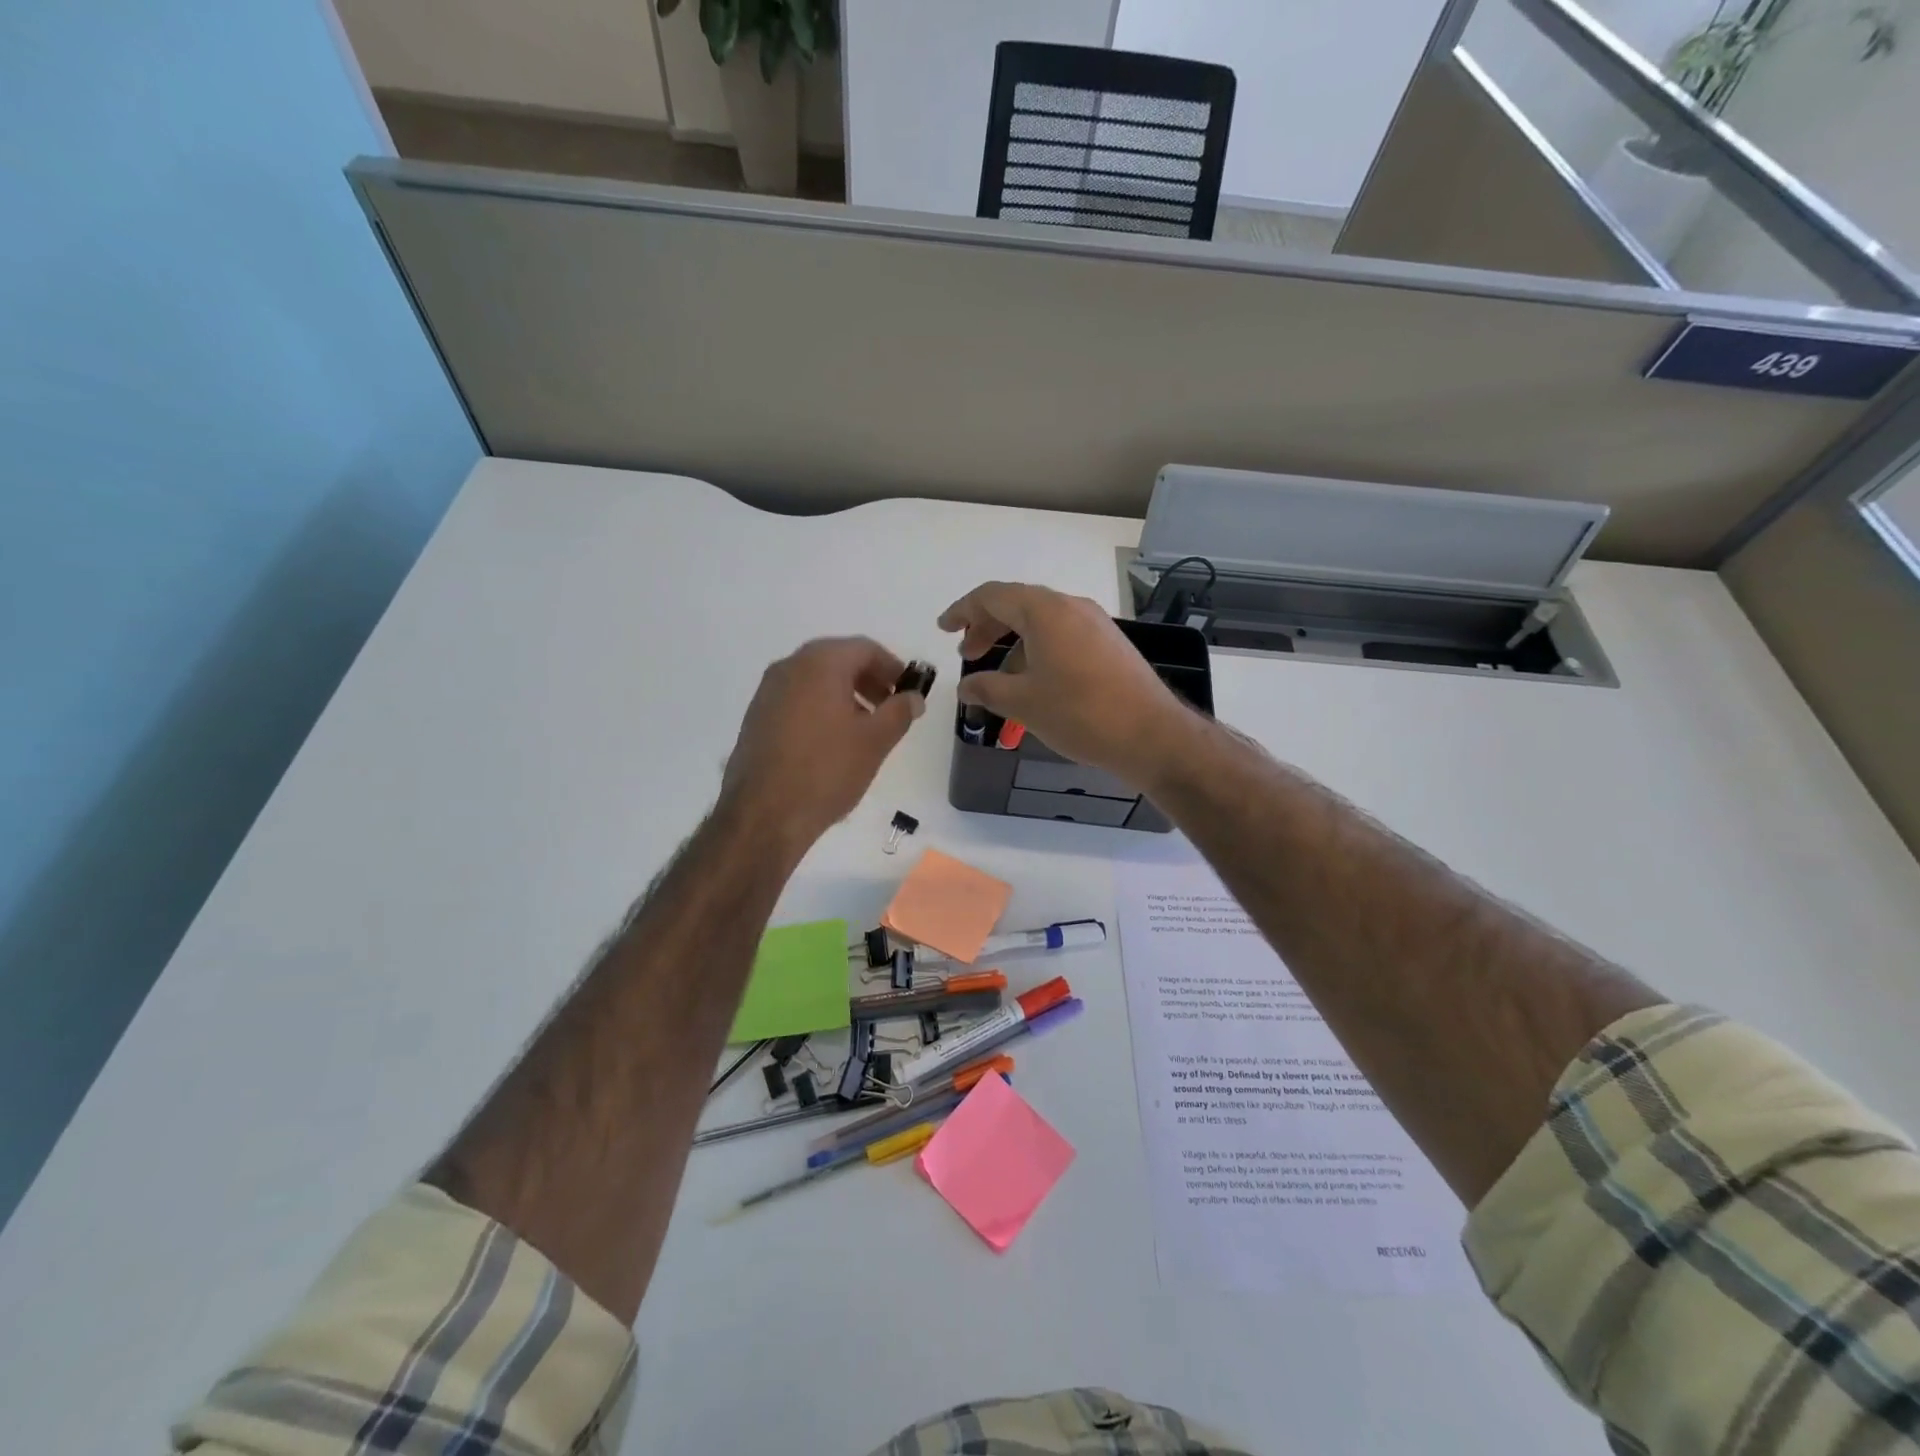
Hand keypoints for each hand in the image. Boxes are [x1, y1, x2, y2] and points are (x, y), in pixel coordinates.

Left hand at [720, 637, 925, 853]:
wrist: (763, 814)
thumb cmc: (827, 770)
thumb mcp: (875, 741)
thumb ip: (900, 711)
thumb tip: (913, 697)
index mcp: (819, 663)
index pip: (864, 648)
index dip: (892, 667)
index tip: (908, 691)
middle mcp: (789, 667)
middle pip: (838, 660)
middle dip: (869, 680)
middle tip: (890, 708)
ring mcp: (767, 692)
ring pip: (816, 680)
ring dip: (845, 695)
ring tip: (865, 729)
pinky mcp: (756, 718)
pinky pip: (797, 700)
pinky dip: (821, 708)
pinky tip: (832, 742)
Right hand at [937, 582, 1191, 789]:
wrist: (1151, 735)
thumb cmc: (1080, 713)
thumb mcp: (1023, 703)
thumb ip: (987, 689)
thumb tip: (965, 688)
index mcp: (1045, 611)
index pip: (992, 596)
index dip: (963, 611)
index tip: (944, 629)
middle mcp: (1071, 607)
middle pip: (1018, 605)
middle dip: (987, 627)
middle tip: (968, 654)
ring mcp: (1096, 624)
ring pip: (1043, 621)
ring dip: (1014, 641)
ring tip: (1000, 676)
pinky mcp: (1111, 644)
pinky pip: (1064, 635)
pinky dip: (1039, 649)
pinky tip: (1036, 681)